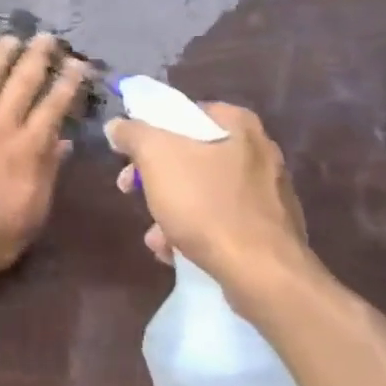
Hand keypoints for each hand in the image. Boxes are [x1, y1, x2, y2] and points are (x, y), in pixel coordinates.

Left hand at [0, 34, 88, 283]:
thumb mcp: (33, 213)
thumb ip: (48, 173)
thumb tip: (63, 143)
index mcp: (29, 148)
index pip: (54, 107)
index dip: (68, 82)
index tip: (77, 63)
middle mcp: (0, 125)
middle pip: (22, 82)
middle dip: (37, 57)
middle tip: (46, 37)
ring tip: (9, 38)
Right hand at [104, 101, 320, 305]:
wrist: (262, 273)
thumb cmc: (207, 205)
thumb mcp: (157, 158)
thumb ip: (133, 134)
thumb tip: (117, 125)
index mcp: (239, 125)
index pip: (185, 113)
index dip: (150, 130)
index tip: (128, 154)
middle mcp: (259, 152)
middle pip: (190, 154)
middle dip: (155, 177)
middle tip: (131, 190)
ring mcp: (267, 193)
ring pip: (202, 191)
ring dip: (170, 209)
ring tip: (155, 235)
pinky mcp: (268, 229)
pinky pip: (220, 221)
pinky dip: (195, 231)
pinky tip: (175, 251)